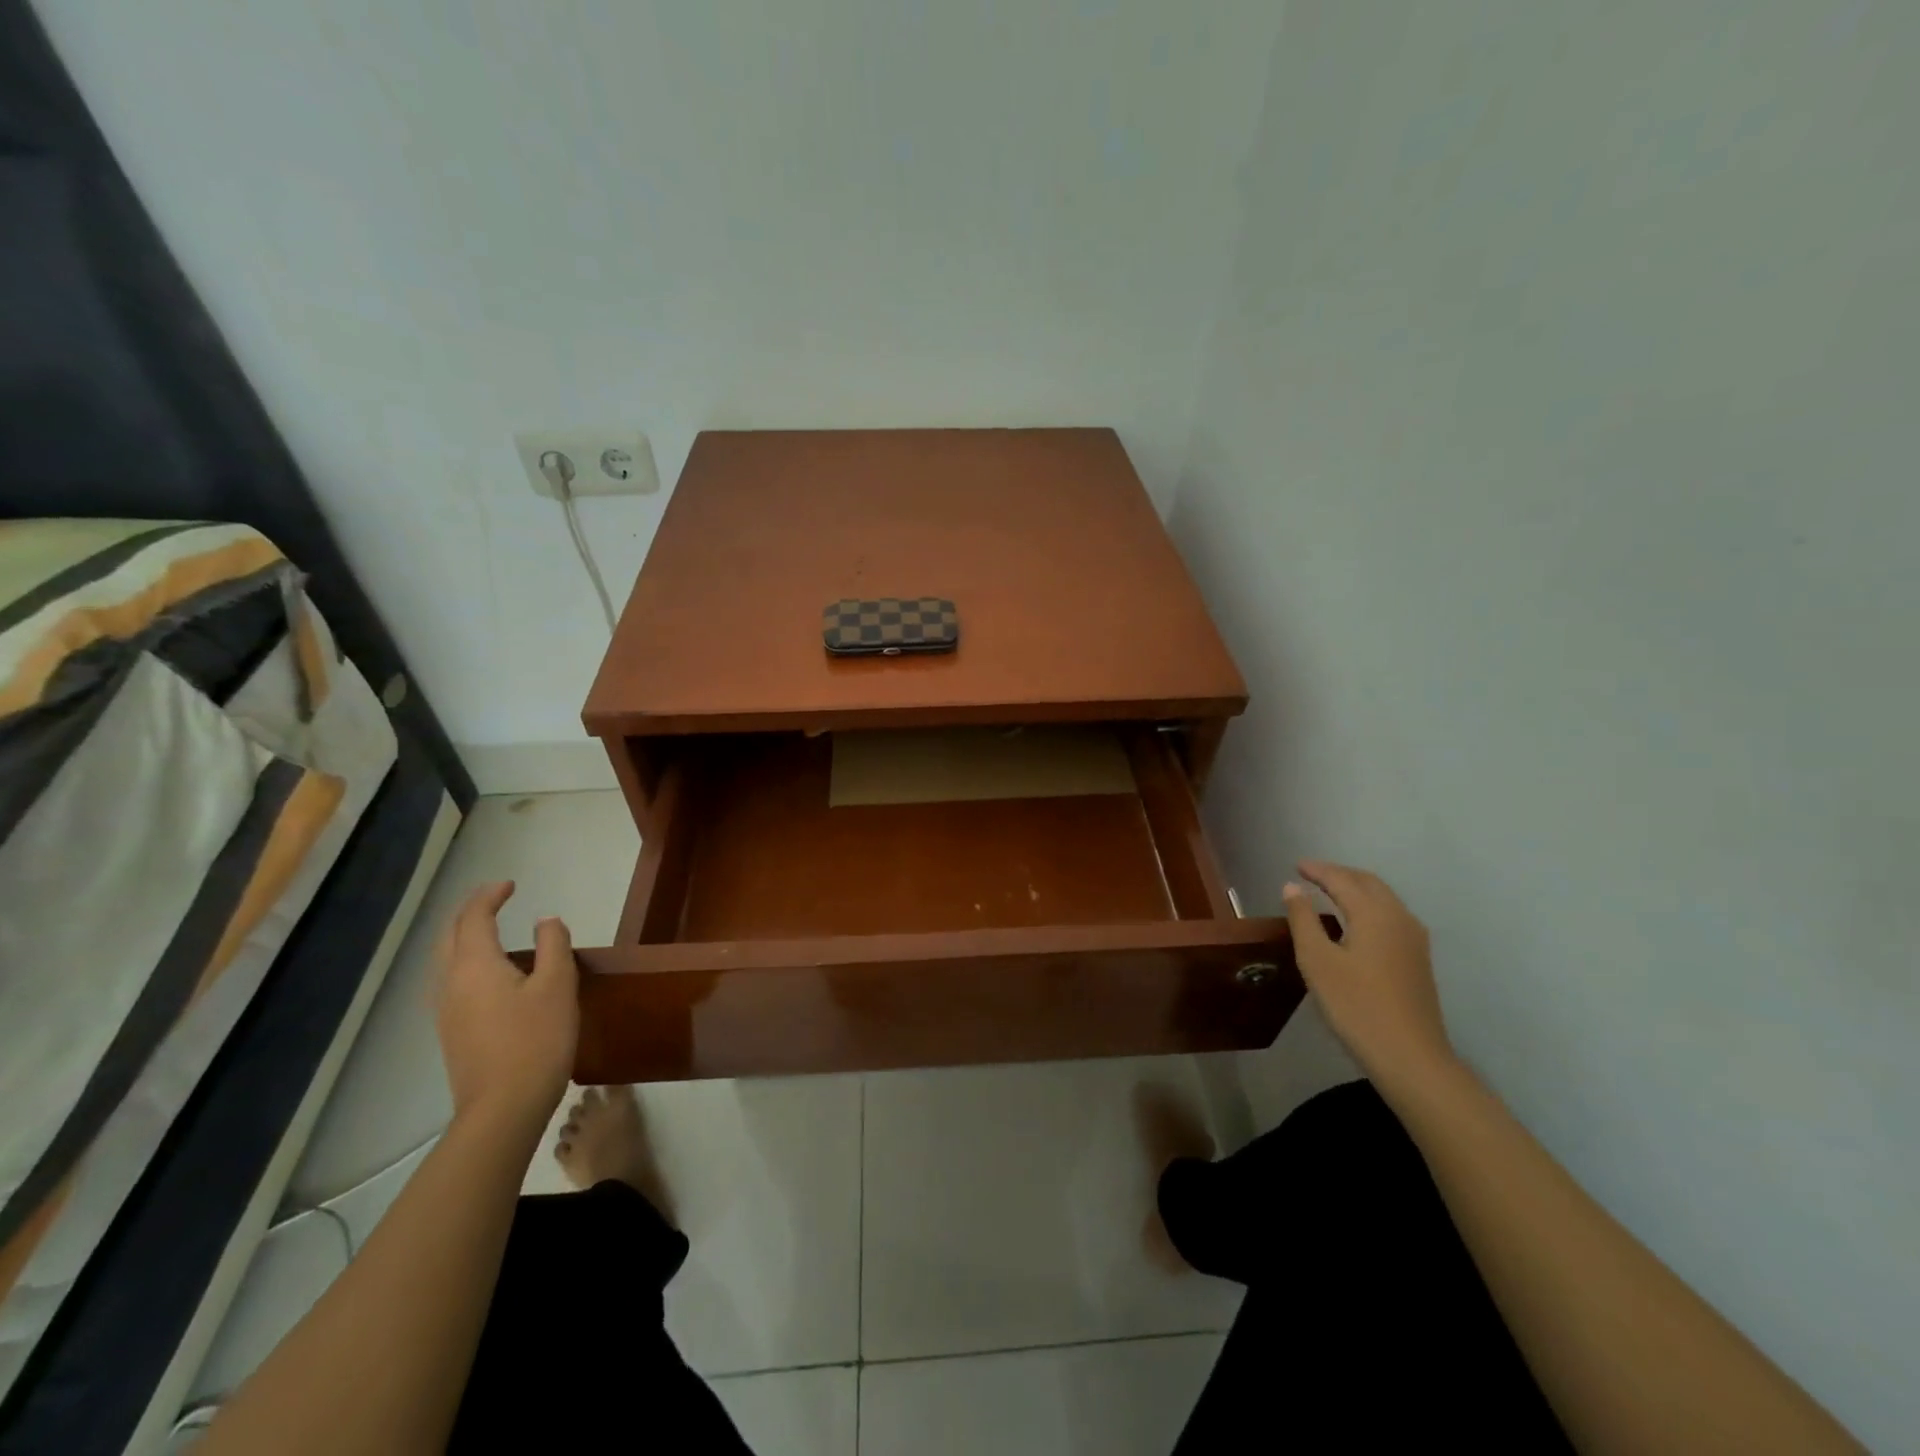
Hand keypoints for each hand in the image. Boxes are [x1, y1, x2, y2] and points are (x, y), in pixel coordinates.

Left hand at [435, 881, 577, 1133]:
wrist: (503, 1108)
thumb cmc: (536, 1040)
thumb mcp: (558, 985)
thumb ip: (553, 945)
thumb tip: (545, 921)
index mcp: (475, 965)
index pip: (473, 918)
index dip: (489, 896)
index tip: (510, 884)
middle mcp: (450, 983)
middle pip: (449, 936)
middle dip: (469, 913)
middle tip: (495, 901)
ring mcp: (445, 1011)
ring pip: (445, 961)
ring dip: (464, 938)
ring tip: (491, 932)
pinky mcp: (451, 1032)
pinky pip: (450, 982)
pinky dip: (465, 962)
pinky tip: (488, 975)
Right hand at [1283, 862, 1457, 1093]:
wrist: (1410, 1056)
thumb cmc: (1356, 1005)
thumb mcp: (1317, 960)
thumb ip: (1303, 919)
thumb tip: (1292, 888)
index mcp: (1374, 913)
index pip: (1342, 879)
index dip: (1318, 870)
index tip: (1296, 865)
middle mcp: (1399, 918)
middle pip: (1368, 883)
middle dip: (1339, 874)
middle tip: (1311, 875)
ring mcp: (1414, 939)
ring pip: (1383, 899)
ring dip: (1356, 889)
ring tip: (1329, 893)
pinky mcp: (1418, 959)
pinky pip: (1390, 916)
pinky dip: (1368, 906)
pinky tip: (1354, 923)